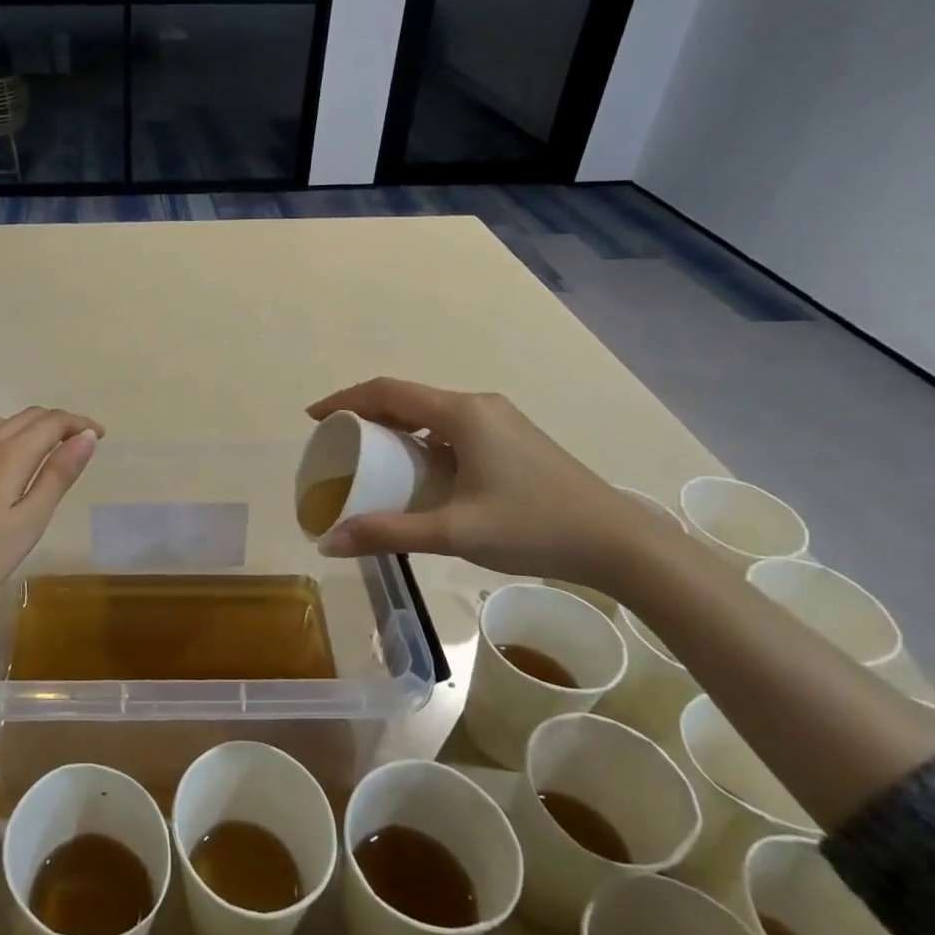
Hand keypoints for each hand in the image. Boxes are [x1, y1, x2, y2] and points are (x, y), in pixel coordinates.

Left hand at [0, 407, 103, 623]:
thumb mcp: (27, 524)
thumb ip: (57, 477)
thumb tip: (86, 437)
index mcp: (8, 456)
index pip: (52, 422)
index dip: (79, 423)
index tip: (100, 435)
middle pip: (26, 417)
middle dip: (58, 422)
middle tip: (80, 443)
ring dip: (29, 428)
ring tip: (45, 451)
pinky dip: (2, 440)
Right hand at [306, 378, 678, 589]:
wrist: (619, 542)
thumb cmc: (534, 528)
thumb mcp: (454, 532)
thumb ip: (388, 533)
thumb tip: (328, 543)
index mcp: (461, 414)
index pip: (387, 391)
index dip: (345, 400)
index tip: (314, 419)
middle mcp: (479, 406)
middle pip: (408, 398)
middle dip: (367, 415)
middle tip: (337, 442)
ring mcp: (500, 421)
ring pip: (431, 414)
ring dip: (396, 428)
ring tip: (370, 456)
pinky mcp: (513, 439)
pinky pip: (452, 428)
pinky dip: (422, 440)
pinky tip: (419, 471)